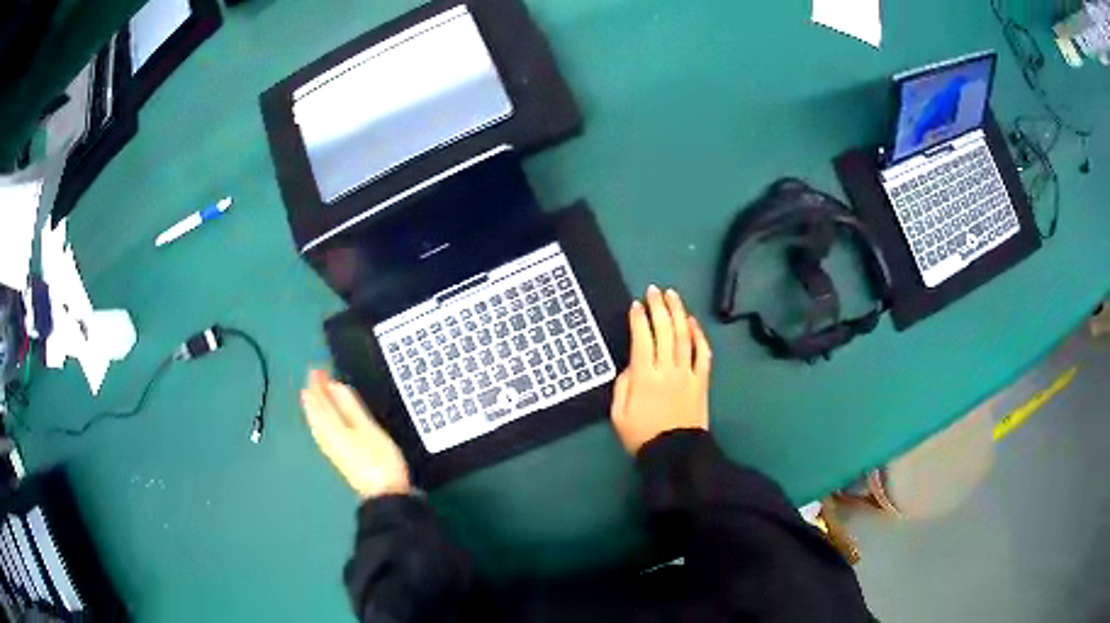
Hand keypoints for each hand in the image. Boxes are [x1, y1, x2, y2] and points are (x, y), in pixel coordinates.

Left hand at [301, 369, 409, 498]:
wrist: (384, 496)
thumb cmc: (380, 460)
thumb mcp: (369, 429)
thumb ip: (351, 407)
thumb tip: (335, 386)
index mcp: (334, 428)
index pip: (321, 402)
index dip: (318, 385)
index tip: (316, 369)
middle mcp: (328, 437)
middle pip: (316, 412)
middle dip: (313, 394)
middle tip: (313, 376)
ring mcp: (331, 449)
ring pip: (316, 423)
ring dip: (313, 406)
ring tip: (311, 394)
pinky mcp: (337, 457)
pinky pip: (320, 431)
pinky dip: (317, 420)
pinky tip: (319, 421)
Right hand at [611, 285, 712, 454]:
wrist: (675, 454)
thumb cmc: (642, 436)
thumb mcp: (618, 415)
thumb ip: (622, 386)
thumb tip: (630, 365)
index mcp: (644, 377)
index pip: (642, 339)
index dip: (638, 319)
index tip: (635, 305)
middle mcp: (667, 369)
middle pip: (665, 331)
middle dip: (658, 307)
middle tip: (654, 290)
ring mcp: (687, 373)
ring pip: (684, 336)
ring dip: (678, 313)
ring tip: (673, 295)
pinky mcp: (701, 380)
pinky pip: (702, 353)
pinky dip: (699, 335)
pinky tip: (693, 322)